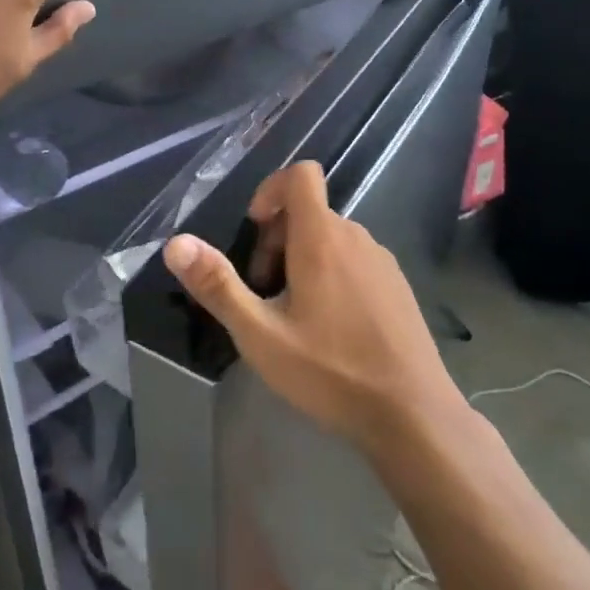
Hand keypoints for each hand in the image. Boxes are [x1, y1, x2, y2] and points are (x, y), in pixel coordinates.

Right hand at [162, 162, 464, 453]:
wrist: (413, 415)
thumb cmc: (331, 371)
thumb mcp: (261, 335)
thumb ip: (217, 285)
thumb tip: (175, 243)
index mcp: (322, 237)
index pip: (301, 175)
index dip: (271, 190)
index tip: (256, 231)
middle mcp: (355, 237)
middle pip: (308, 212)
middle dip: (277, 240)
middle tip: (264, 294)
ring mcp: (382, 261)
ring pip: (330, 238)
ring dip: (303, 260)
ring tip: (293, 317)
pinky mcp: (397, 286)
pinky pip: (354, 260)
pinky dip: (332, 275)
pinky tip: (330, 330)